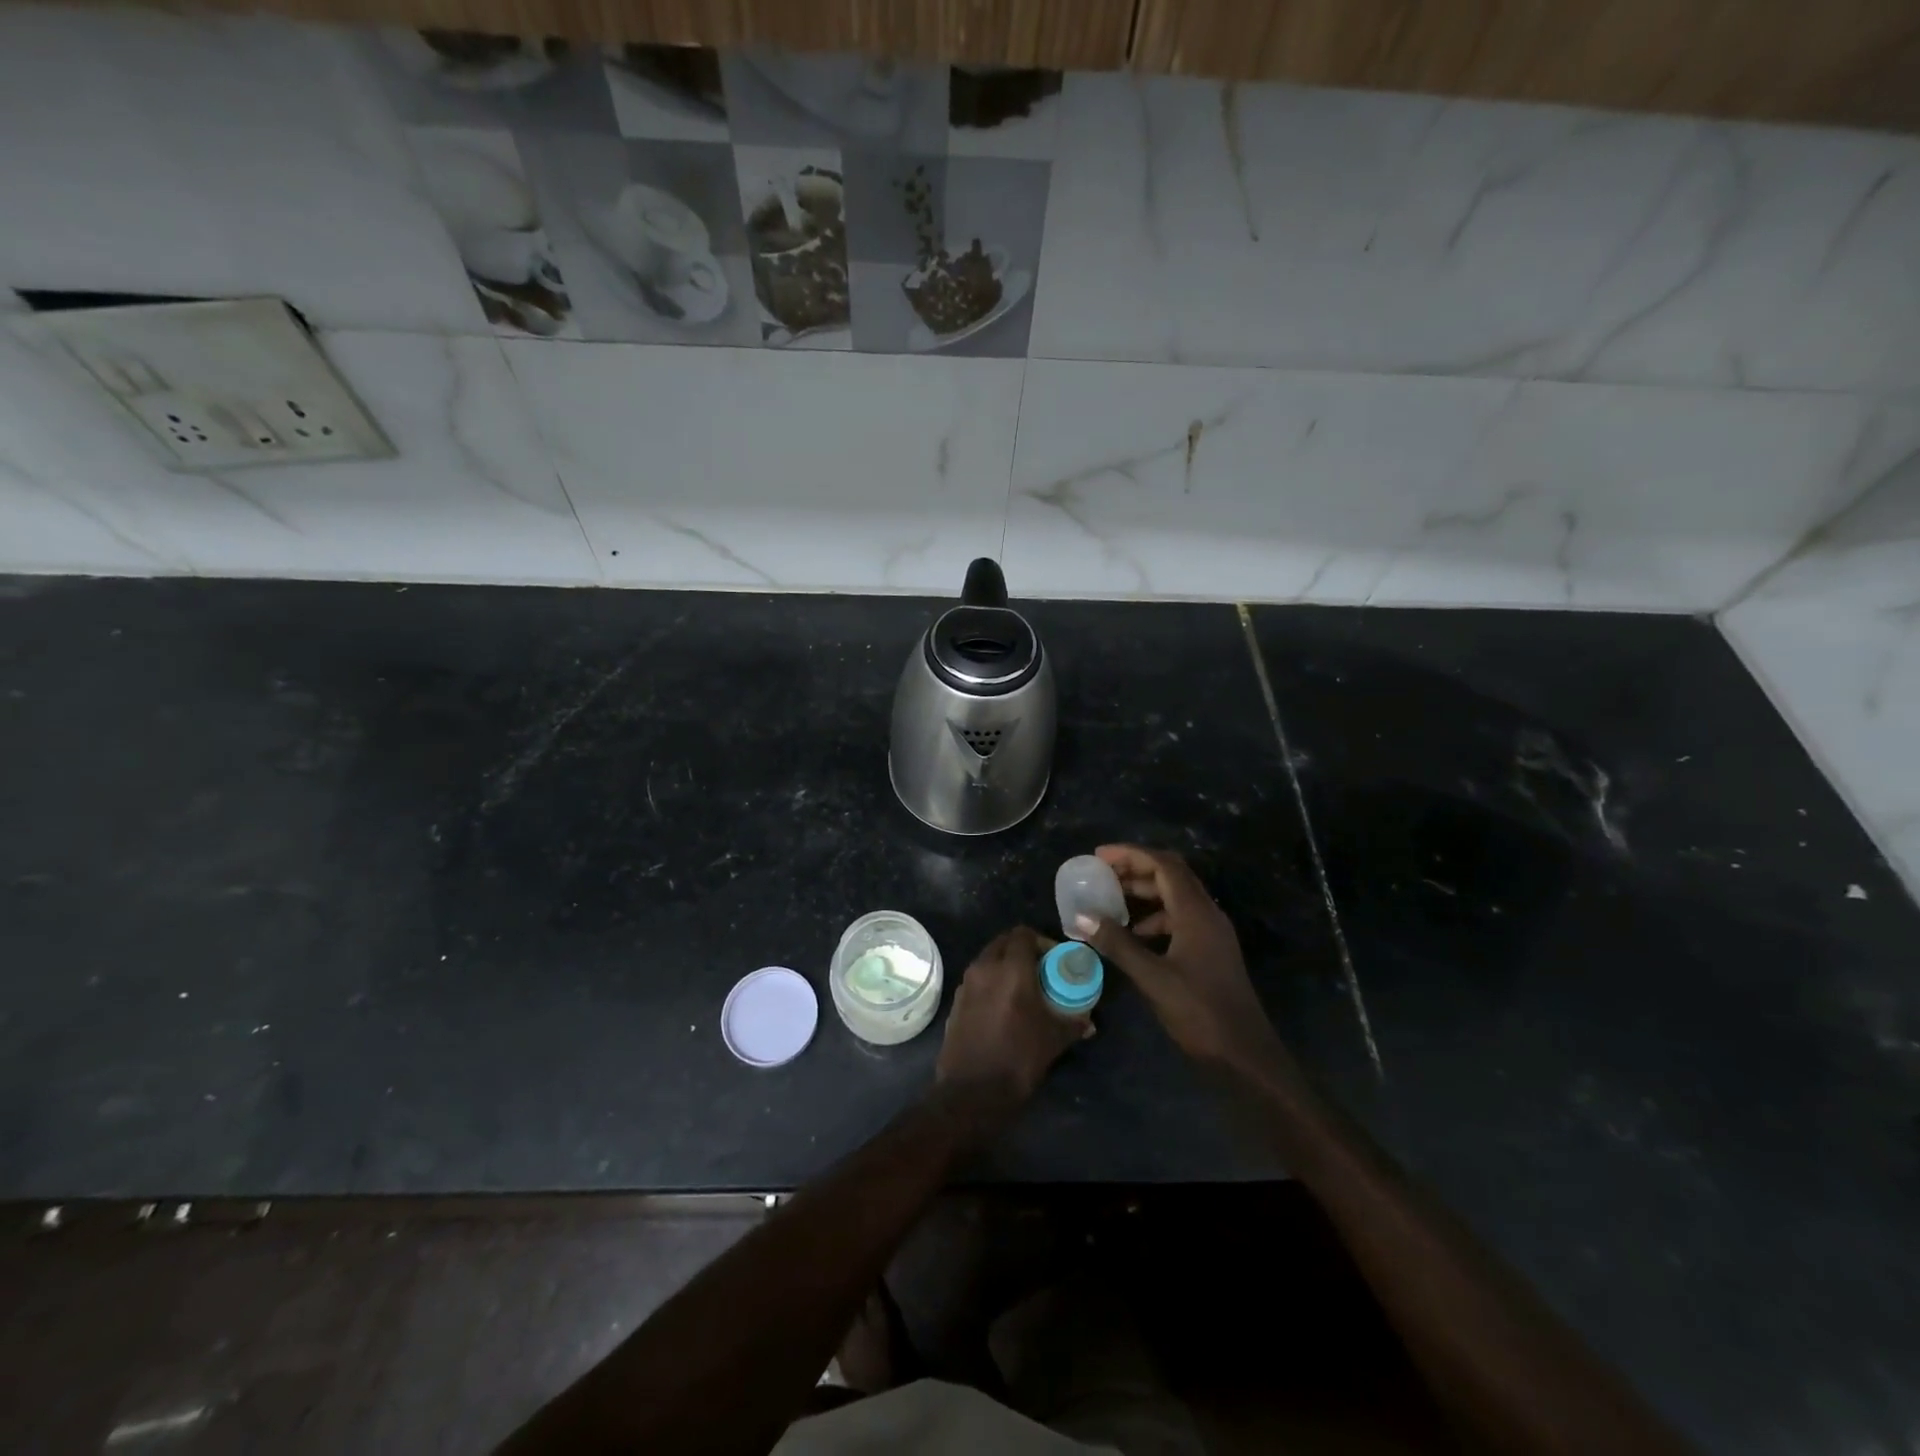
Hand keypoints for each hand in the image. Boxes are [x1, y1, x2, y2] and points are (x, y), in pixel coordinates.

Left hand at [937, 926, 1089, 1106]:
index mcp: (1011, 969)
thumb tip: (1088, 1021)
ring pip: (988, 959)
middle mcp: (985, 968)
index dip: (1041, 941)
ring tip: (1022, 988)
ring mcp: (966, 983)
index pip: (1023, 934)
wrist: (972, 1092)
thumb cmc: (1018, 1059)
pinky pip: (977, 978)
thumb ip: (1073, 1023)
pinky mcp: (956, 1000)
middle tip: (1040, 970)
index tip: (1054, 959)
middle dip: (1022, 949)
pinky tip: (1002, 1006)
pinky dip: (990, 981)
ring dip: (1004, 965)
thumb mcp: (1053, 1040)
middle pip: (1003, 942)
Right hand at [1075, 845, 1284, 1072]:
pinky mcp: (1211, 950)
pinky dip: (1155, 917)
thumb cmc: (1199, 1012)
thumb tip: (1083, 917)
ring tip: (1111, 903)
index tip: (1099, 857)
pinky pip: (1180, 918)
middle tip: (1102, 875)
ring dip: (1144, 893)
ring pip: (1176, 897)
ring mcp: (1212, 933)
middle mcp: (1207, 914)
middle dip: (1136, 869)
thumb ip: (1118, 944)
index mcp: (1196, 913)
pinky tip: (1135, 935)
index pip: (1164, 865)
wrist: (1244, 1055)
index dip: (1131, 854)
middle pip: (1171, 875)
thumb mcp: (1152, 978)